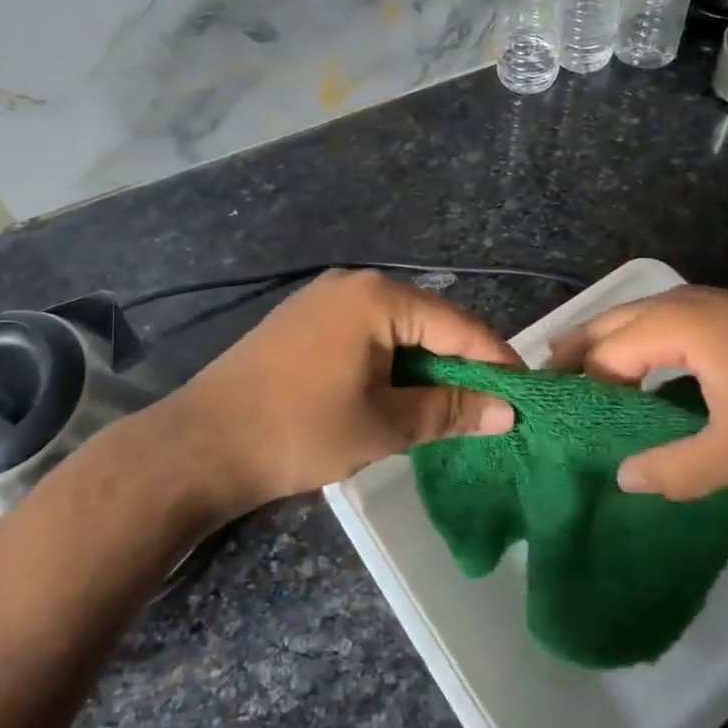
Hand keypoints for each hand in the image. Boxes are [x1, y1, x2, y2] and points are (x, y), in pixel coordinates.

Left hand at [161, 269, 520, 512]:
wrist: (201, 443)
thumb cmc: (300, 430)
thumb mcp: (384, 425)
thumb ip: (450, 412)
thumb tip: (508, 411)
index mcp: (378, 297)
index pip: (458, 326)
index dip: (496, 361)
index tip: (525, 395)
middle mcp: (354, 283)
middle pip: (429, 322)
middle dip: (461, 365)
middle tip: (491, 406)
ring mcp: (324, 298)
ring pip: (397, 329)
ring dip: (425, 366)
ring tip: (451, 406)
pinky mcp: (304, 320)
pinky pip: (367, 334)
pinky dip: (391, 362)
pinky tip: (399, 393)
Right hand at [547, 287, 727, 499]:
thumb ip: (674, 469)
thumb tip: (623, 478)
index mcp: (672, 327)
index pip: (604, 355)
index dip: (580, 388)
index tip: (560, 420)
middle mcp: (675, 303)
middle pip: (605, 323)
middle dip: (572, 353)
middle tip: (546, 388)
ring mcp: (696, 302)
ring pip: (627, 319)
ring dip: (599, 346)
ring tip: (576, 381)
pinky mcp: (713, 311)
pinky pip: (650, 322)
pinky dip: (627, 343)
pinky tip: (628, 372)